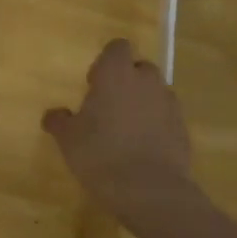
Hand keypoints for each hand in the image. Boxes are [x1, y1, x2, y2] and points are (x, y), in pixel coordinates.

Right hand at [43, 39, 196, 230]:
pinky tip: (141, 148)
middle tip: (108, 107)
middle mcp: (146, 81)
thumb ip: (59, 121)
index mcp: (116, 74)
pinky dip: (156, 125)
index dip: (106, 62)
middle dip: (126, 81)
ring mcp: (169, 104)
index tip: (94, 84)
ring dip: (142, 103)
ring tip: (125, 130)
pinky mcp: (183, 128)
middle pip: (139, 68)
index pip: (117, 47)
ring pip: (155, 92)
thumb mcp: (68, 139)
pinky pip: (166, 117)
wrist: (148, 190)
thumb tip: (53, 114)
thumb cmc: (99, 154)